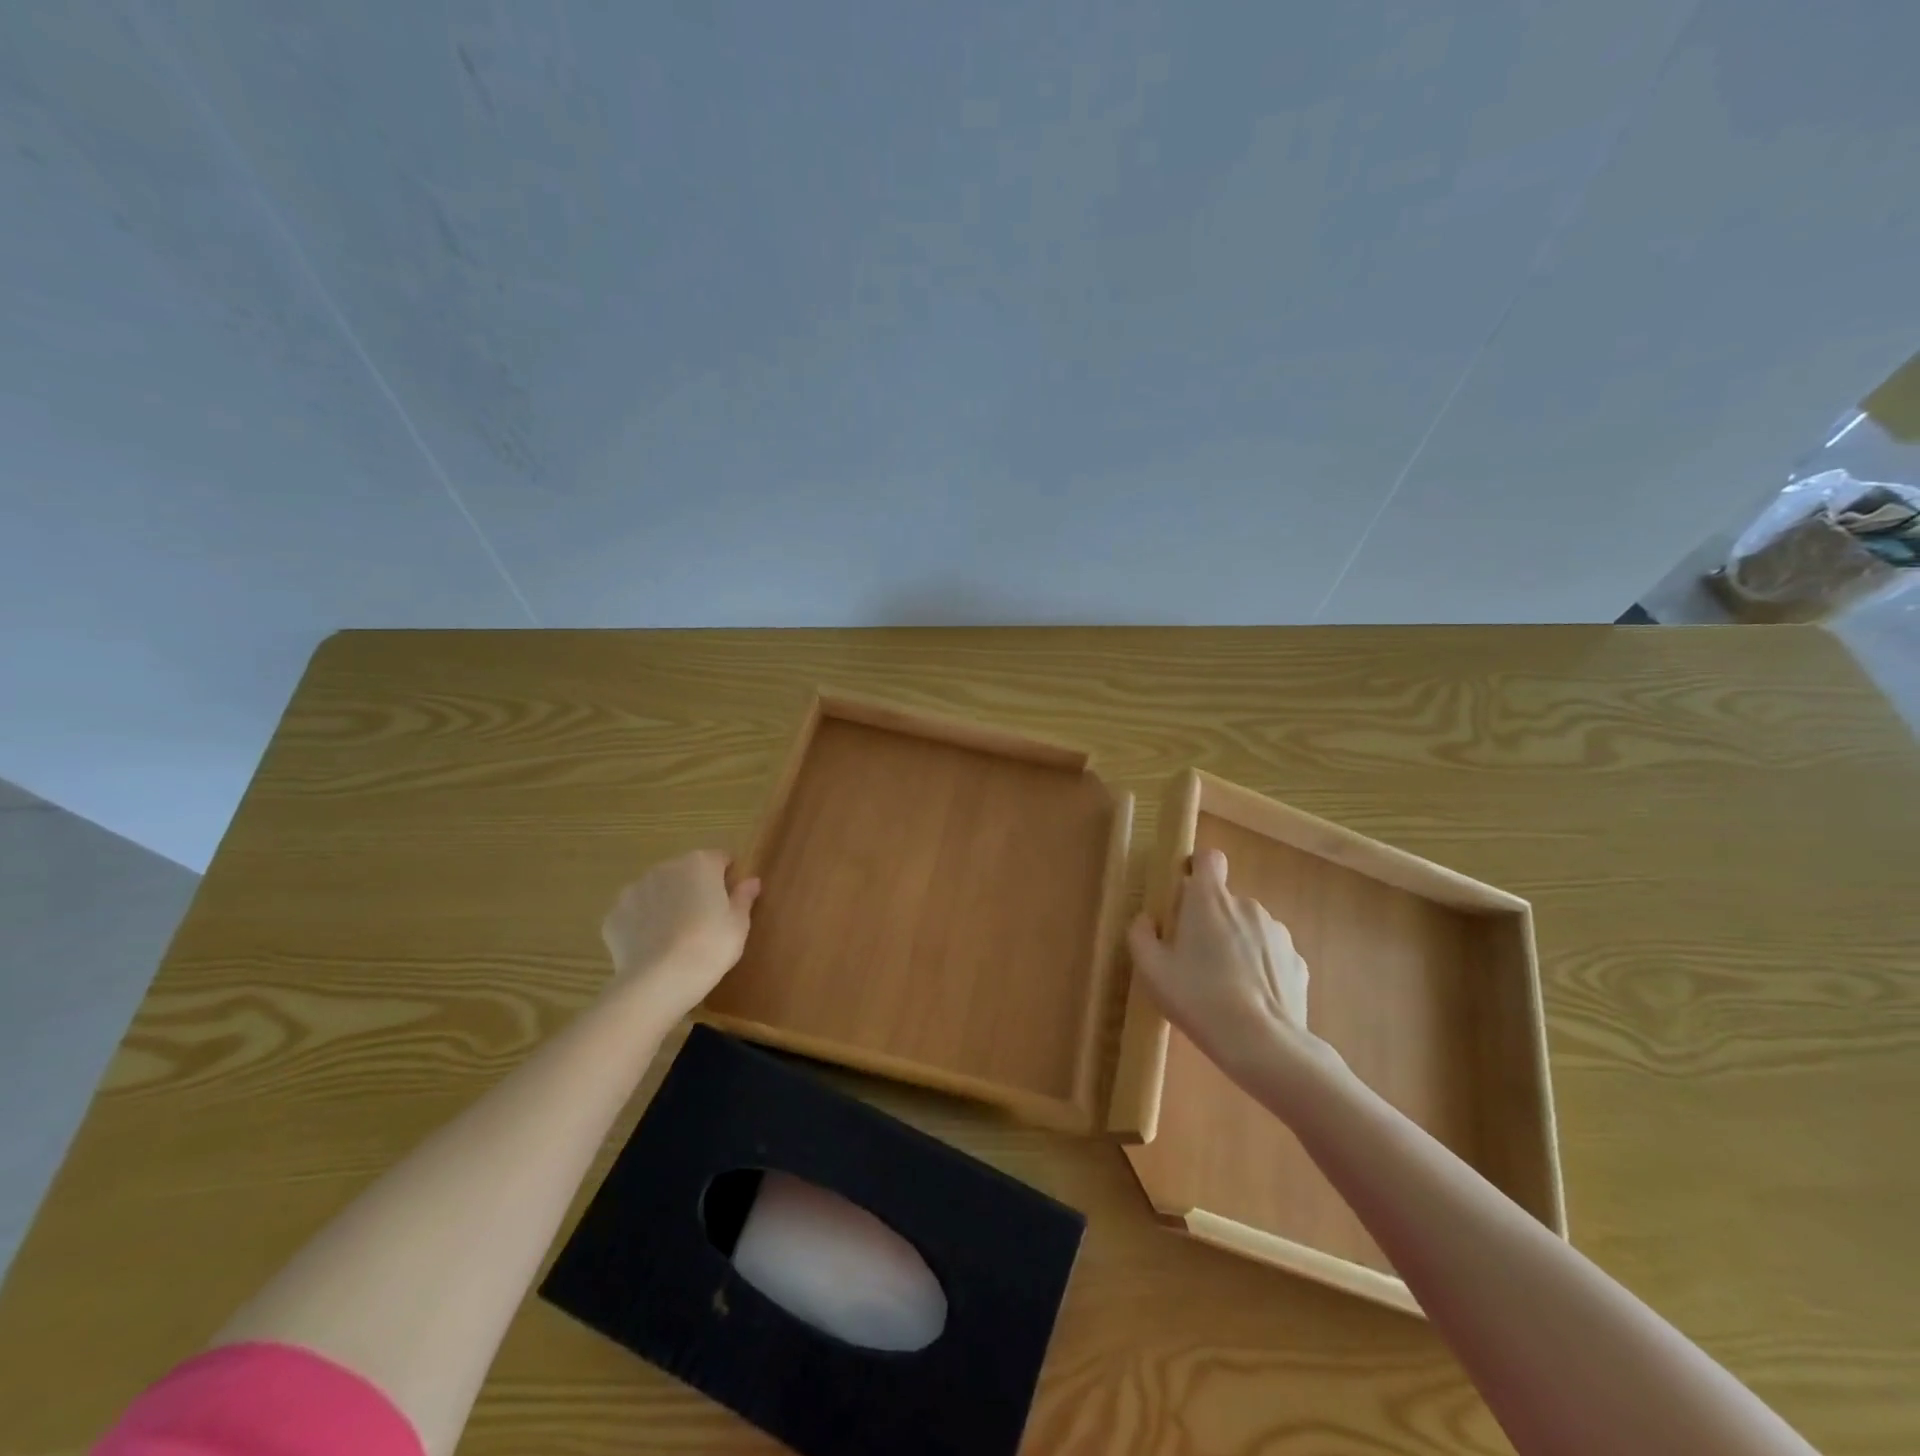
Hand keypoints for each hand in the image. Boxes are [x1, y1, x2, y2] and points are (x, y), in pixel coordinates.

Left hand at [601, 850, 760, 1019]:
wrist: (659, 981)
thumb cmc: (710, 946)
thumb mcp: (738, 924)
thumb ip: (743, 897)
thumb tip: (751, 881)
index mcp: (700, 864)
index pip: (720, 859)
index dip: (727, 878)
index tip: (730, 902)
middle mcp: (665, 868)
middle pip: (686, 873)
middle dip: (694, 890)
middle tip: (705, 922)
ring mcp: (634, 890)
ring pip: (657, 891)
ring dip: (667, 904)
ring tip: (676, 937)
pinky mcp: (614, 916)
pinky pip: (635, 914)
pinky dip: (643, 925)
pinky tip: (653, 948)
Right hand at [1126, 848, 1331, 1073]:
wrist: (1263, 1044)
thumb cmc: (1198, 998)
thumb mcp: (1151, 970)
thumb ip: (1141, 935)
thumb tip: (1147, 920)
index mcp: (1210, 900)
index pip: (1209, 858)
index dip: (1197, 868)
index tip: (1185, 894)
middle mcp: (1247, 905)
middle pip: (1224, 901)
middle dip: (1210, 920)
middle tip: (1194, 958)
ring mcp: (1278, 933)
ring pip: (1249, 928)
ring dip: (1236, 944)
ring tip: (1224, 986)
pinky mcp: (1298, 962)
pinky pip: (1271, 955)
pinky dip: (1259, 968)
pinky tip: (1249, 1000)